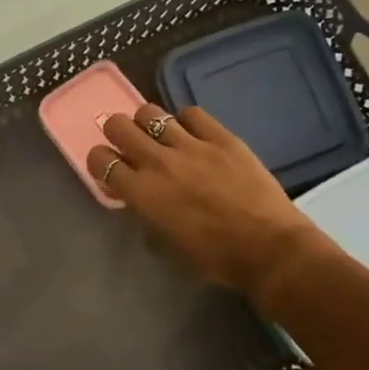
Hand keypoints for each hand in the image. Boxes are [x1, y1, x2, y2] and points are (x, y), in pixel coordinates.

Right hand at [85, 103, 345, 308]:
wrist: (268, 248)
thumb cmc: (214, 257)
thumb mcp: (166, 240)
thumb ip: (144, 210)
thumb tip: (132, 193)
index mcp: (142, 192)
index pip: (100, 159)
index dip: (100, 161)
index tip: (109, 167)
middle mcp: (159, 162)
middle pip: (118, 125)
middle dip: (118, 133)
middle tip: (129, 144)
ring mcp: (191, 145)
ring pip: (151, 112)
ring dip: (149, 123)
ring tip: (160, 135)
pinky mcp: (221, 137)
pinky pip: (192, 113)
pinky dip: (186, 121)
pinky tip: (193, 134)